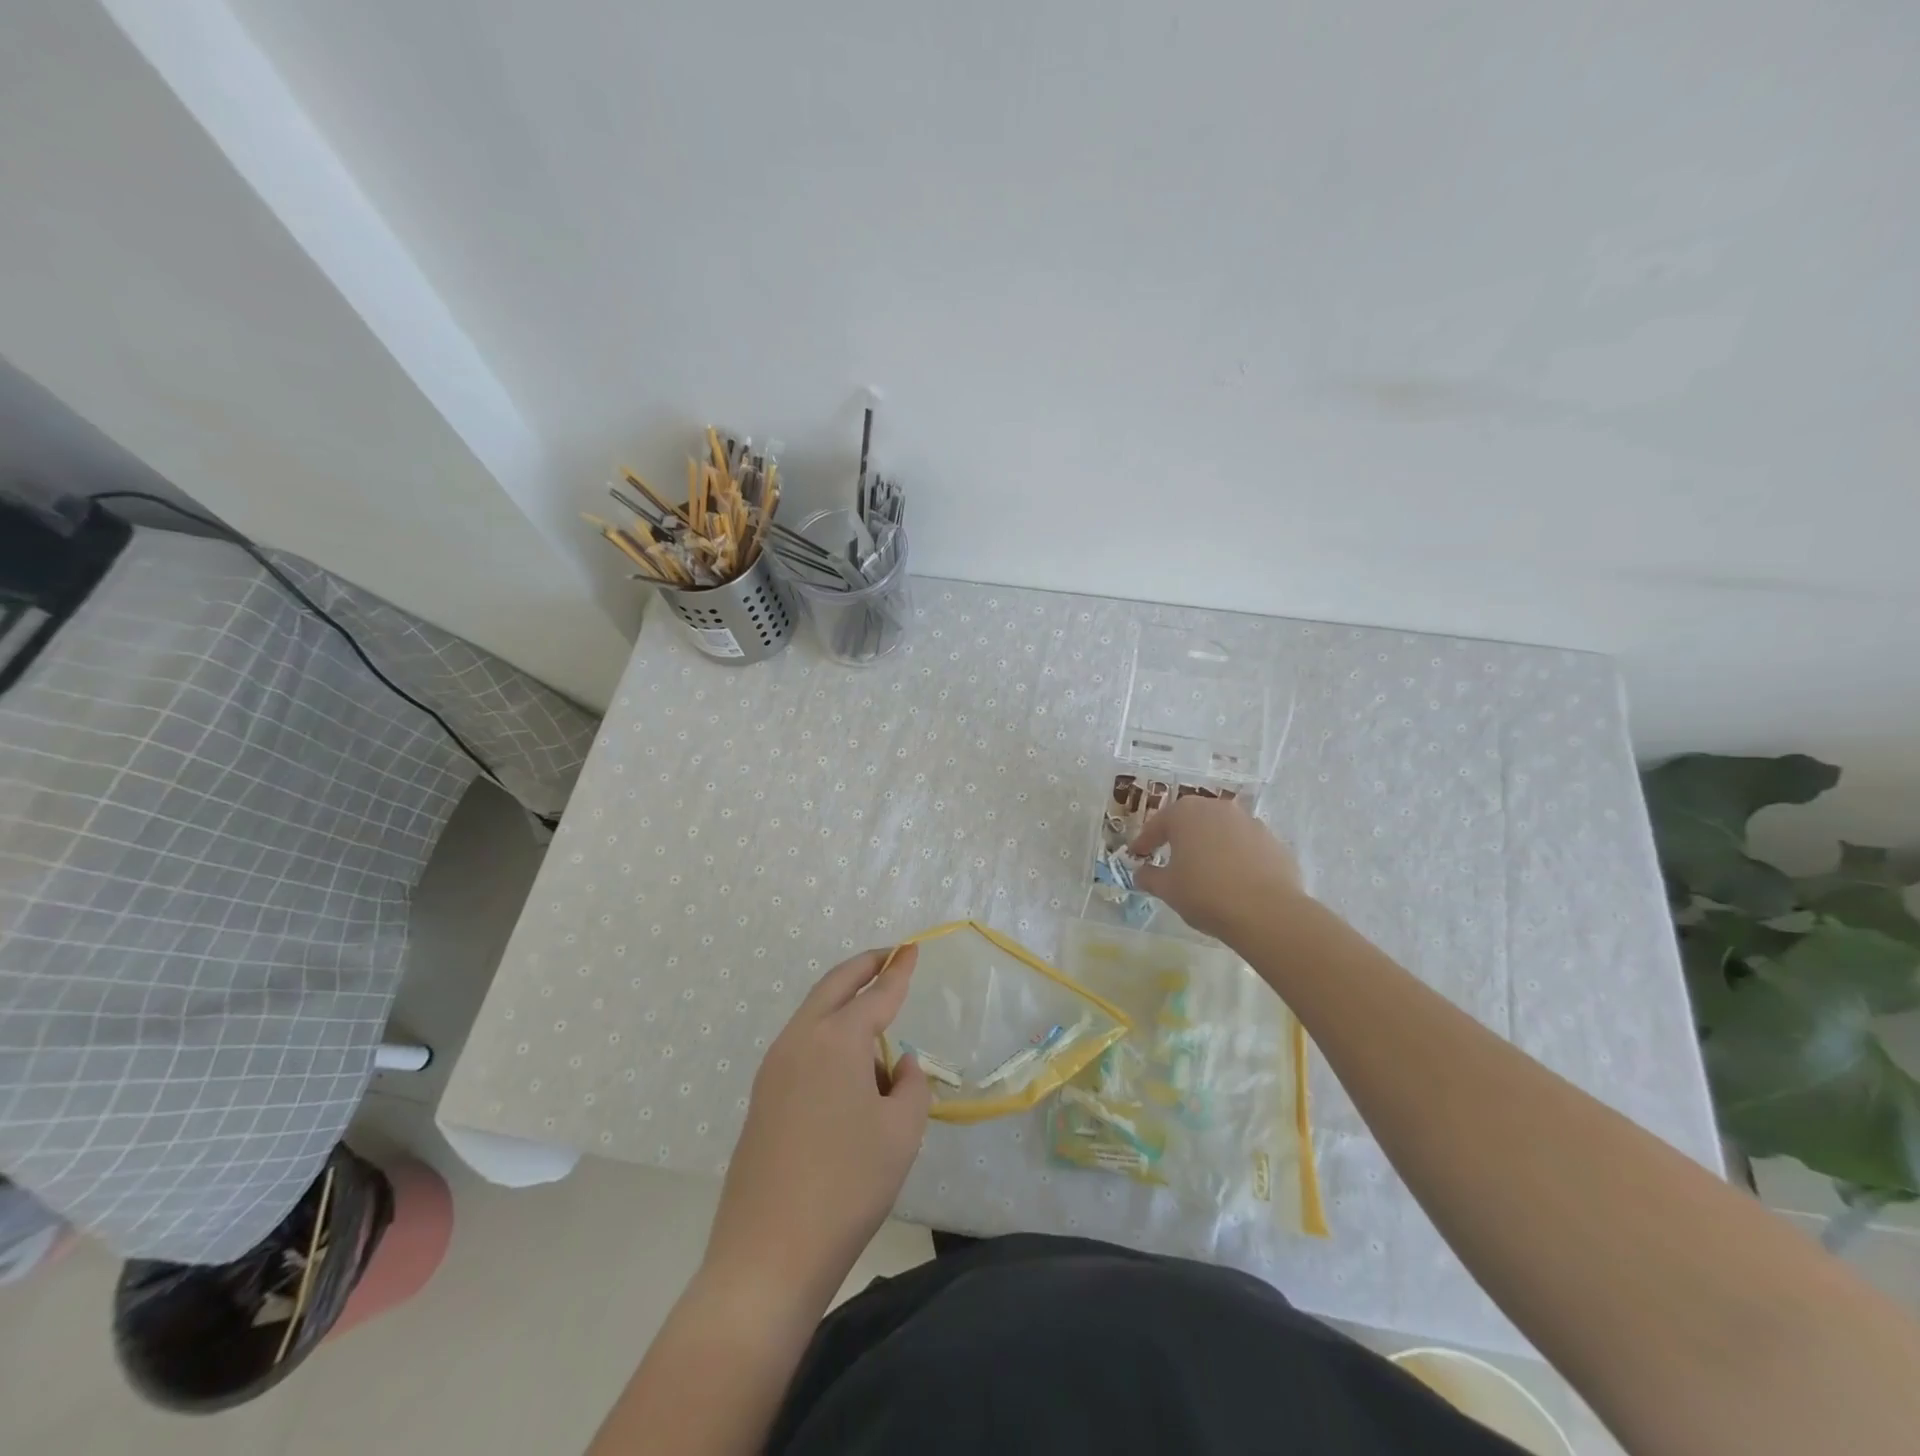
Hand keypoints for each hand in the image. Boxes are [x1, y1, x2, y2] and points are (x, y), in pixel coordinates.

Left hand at [702, 945, 930, 1315]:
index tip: (912, 947)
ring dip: (843, 1002)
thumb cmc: (847, 1186)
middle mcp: (800, 1041)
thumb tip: (896, 1065)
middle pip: (834, 987)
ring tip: (874, 1016)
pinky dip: (827, 1035)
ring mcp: (773, 1069)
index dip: (898, 970)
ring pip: (813, 1015)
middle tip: (888, 957)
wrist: (767, 1255)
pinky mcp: (762, 1098)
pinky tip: (846, 1066)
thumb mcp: (901, 1133)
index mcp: (836, 1040)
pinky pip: (801, 1046)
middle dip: (863, 967)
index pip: (876, 994)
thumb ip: (910, 1087)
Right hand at [1131, 796, 1304, 940]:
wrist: (1266, 912)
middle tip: (1170, 856)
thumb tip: (1142, 873)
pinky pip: (1246, 846)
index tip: (1137, 855)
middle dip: (1180, 836)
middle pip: (1192, 820)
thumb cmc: (1205, 894)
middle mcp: (1218, 809)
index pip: (1158, 824)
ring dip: (1210, 845)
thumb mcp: (1167, 889)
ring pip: (1221, 831)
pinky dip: (1236, 857)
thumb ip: (1150, 877)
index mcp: (1186, 813)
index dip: (1145, 841)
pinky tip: (1234, 880)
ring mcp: (1250, 823)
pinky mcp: (1273, 842)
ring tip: (1205, 869)